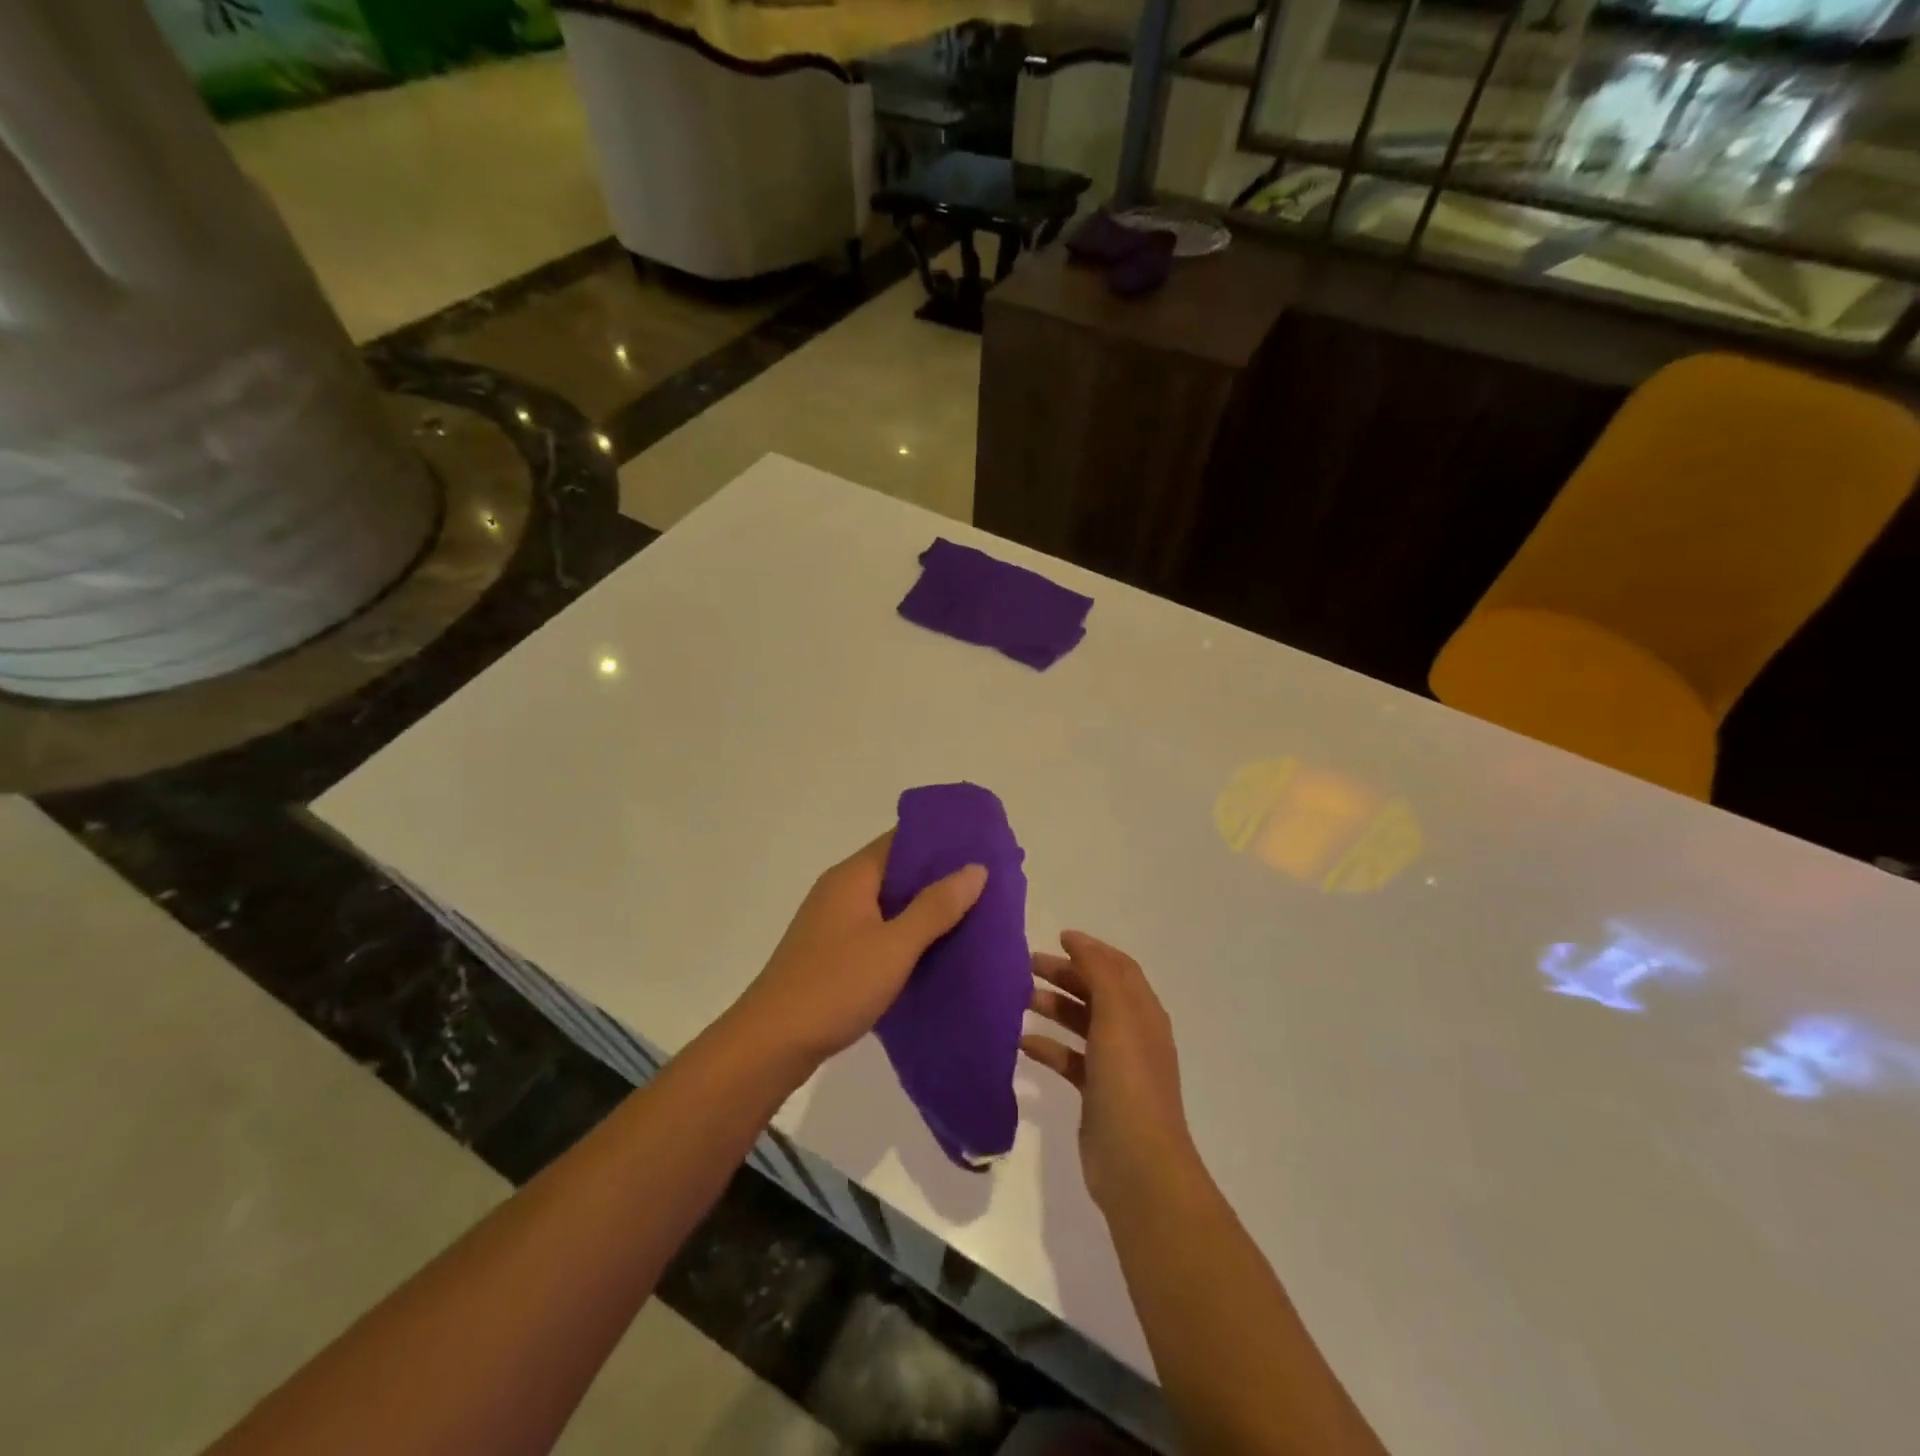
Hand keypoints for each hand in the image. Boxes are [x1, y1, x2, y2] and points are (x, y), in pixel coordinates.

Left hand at [733, 832, 987, 1069]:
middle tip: (987, 885)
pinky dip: (905, 934)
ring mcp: (833, 923)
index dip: (941, 841)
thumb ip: (936, 907)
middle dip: (939, 877)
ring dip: (924, 909)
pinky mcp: (831, 953)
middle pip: (896, 871)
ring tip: (972, 916)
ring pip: (888, 904)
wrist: (771, 1044)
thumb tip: (975, 867)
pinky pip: (877, 931)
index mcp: (852, 877)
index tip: (982, 847)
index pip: (901, 840)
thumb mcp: (895, 946)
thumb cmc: (835, 986)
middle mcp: (840, 890)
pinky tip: (933, 951)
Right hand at [1023, 931, 1198, 1210]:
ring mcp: (1115, 1066)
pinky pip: (1069, 1059)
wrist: (1138, 1166)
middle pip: (1096, 992)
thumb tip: (1076, 940)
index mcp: (1142, 1012)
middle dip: (1064, 975)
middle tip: (1024, 967)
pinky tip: (1022, 1044)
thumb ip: (1098, 972)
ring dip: (1053, 1007)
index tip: (1056, 938)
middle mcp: (1132, 1033)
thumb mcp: (1117, 1016)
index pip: (1117, 967)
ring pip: (1081, 1024)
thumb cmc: (1128, 1082)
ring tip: (1019, 999)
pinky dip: (1048, 1047)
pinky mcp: (1097, 1094)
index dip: (1090, 949)